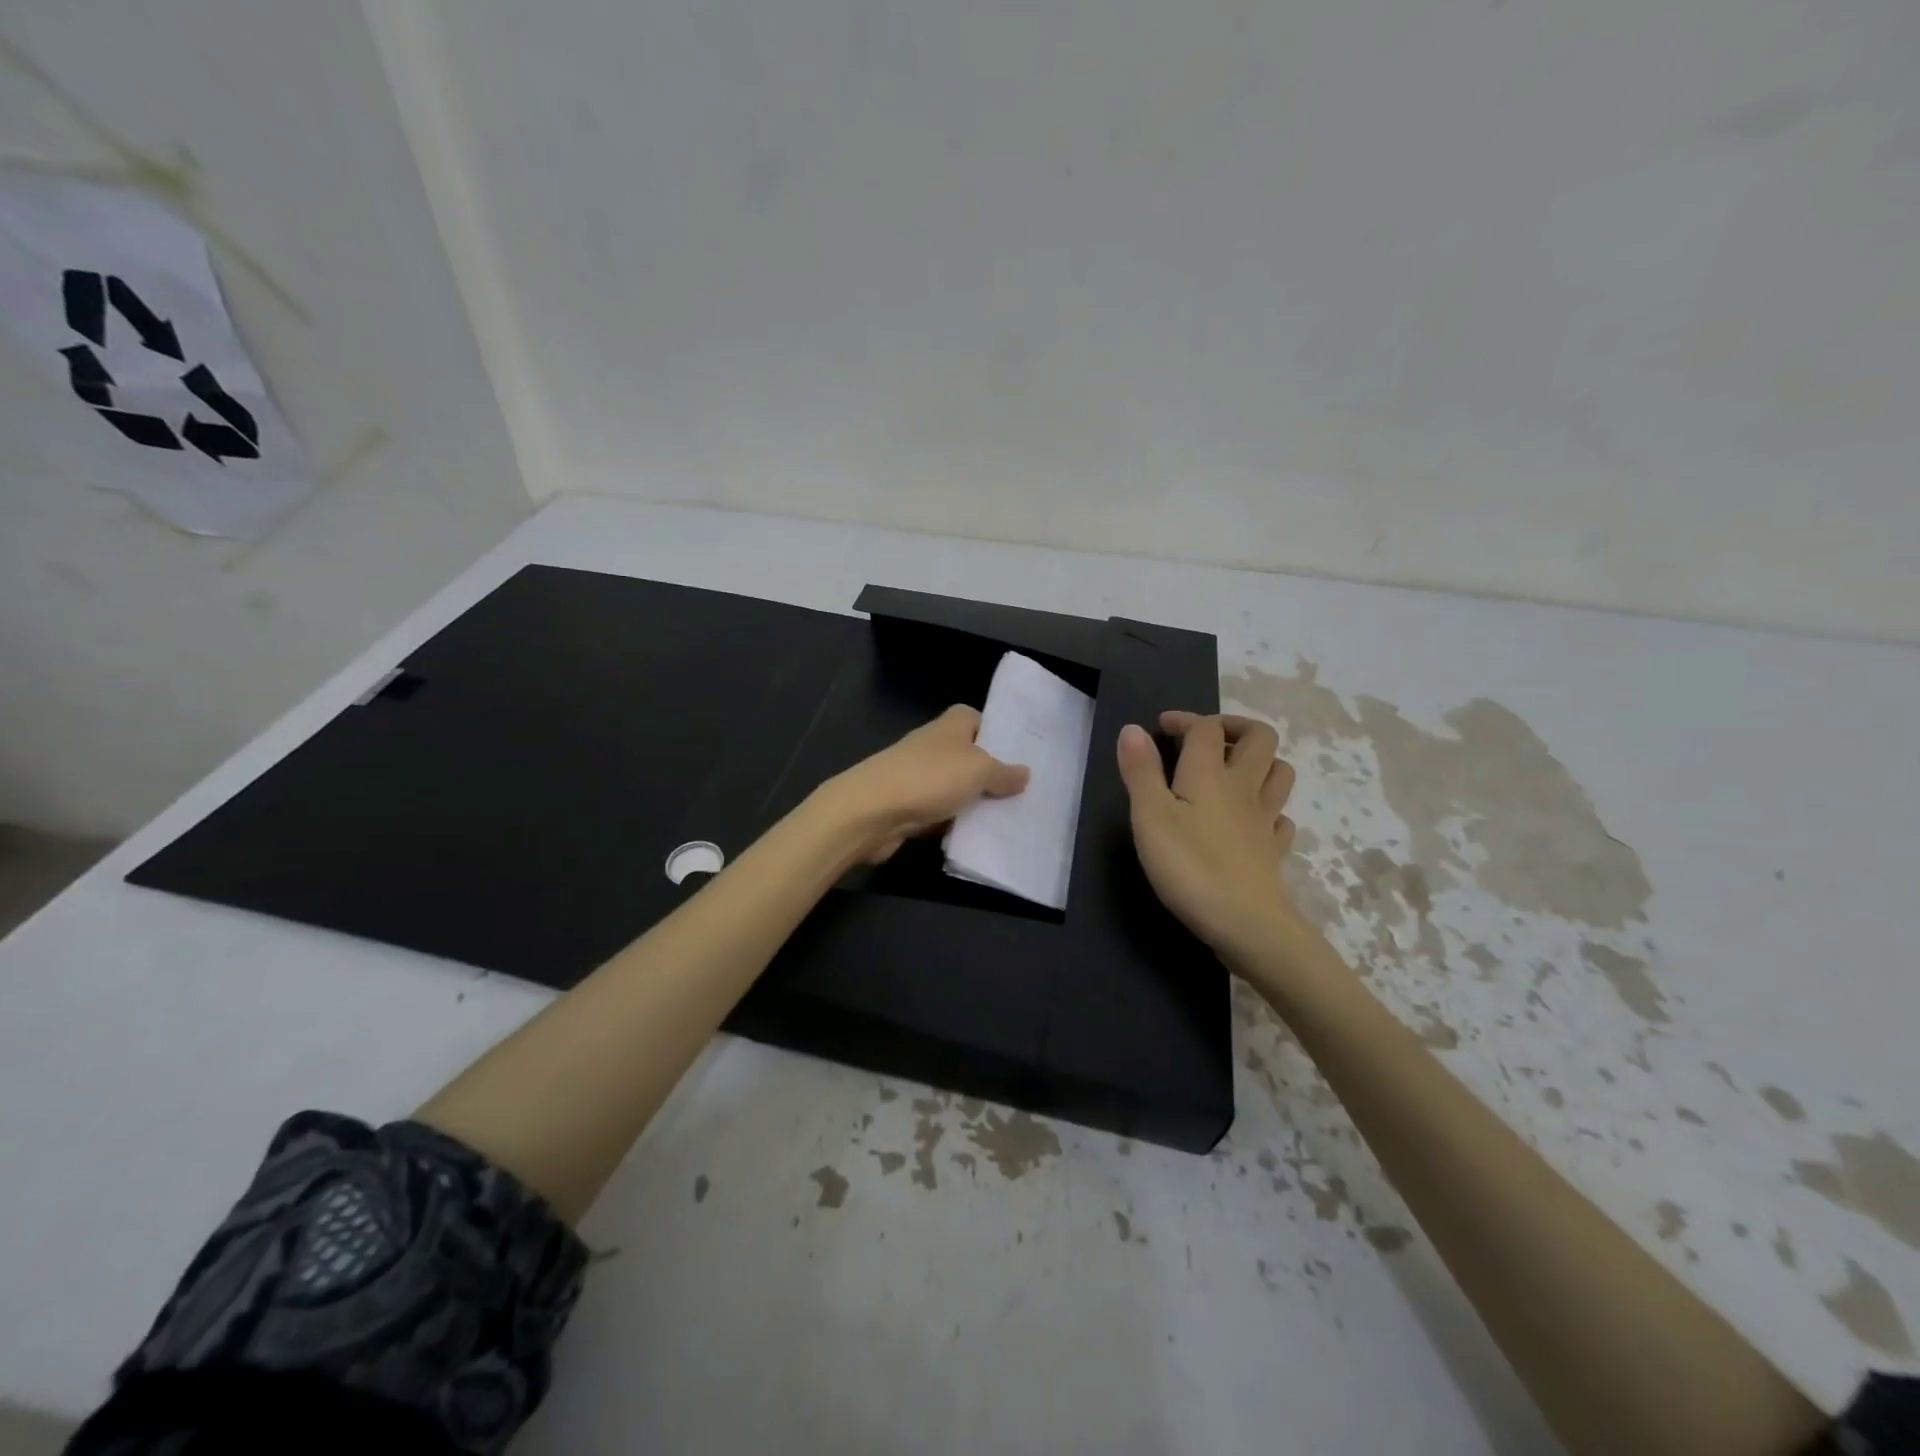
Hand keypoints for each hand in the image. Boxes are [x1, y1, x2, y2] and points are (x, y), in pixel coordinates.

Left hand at [816, 705, 1030, 863]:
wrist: (871, 812)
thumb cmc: (929, 778)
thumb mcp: (978, 770)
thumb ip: (1004, 773)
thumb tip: (1024, 774)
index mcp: (950, 726)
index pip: (977, 718)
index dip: (997, 732)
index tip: (1021, 753)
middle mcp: (934, 746)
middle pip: (970, 757)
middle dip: (993, 775)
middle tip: (1025, 793)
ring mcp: (920, 777)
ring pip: (957, 789)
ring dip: (976, 804)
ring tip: (1011, 819)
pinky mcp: (910, 807)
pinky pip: (942, 814)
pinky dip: (956, 825)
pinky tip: (979, 839)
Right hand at [1115, 711, 1302, 966]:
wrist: (1246, 924)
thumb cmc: (1189, 867)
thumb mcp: (1150, 816)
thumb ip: (1140, 771)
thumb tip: (1133, 729)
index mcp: (1210, 773)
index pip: (1207, 728)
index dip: (1186, 720)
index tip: (1162, 728)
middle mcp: (1244, 787)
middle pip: (1259, 737)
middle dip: (1235, 726)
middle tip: (1206, 738)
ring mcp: (1264, 819)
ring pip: (1279, 772)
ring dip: (1259, 761)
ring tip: (1231, 771)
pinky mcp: (1273, 850)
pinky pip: (1280, 817)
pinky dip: (1268, 808)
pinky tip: (1250, 820)